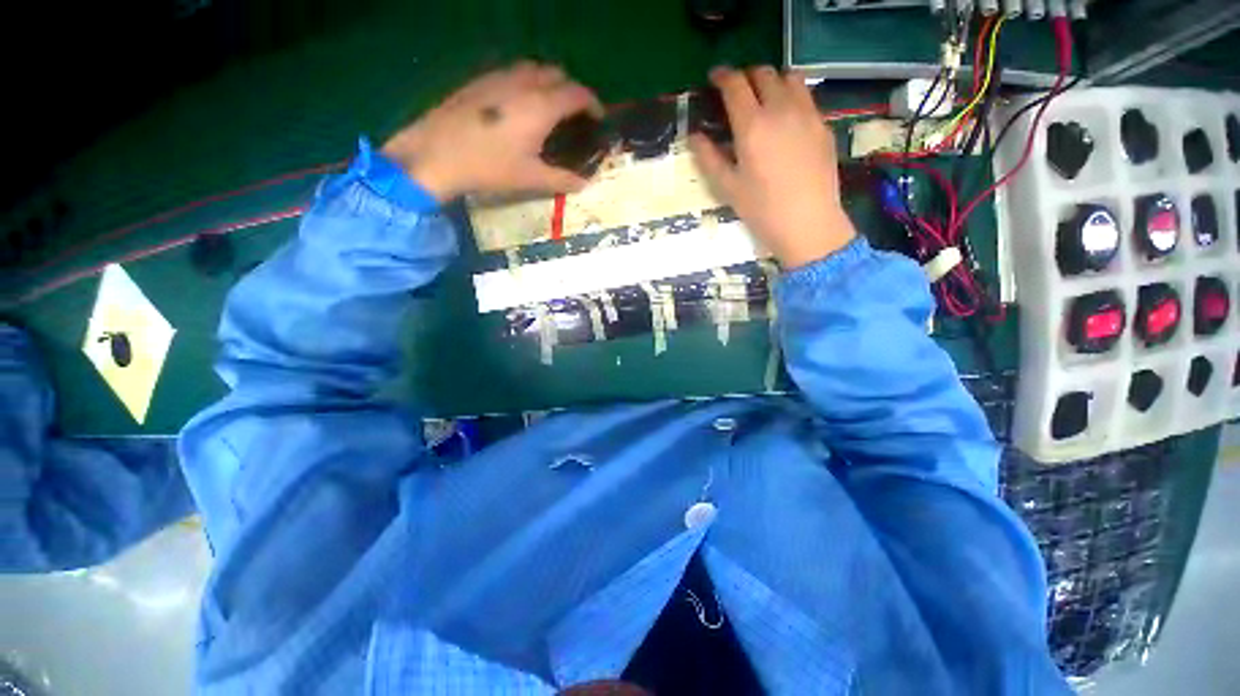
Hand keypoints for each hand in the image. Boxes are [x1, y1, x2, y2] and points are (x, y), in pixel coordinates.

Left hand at [382, 61, 602, 200]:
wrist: (437, 154)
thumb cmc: (490, 167)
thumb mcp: (531, 179)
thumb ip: (563, 180)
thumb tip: (584, 184)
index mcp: (541, 106)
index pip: (578, 94)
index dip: (594, 104)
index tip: (599, 119)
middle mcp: (524, 83)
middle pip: (558, 74)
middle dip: (572, 90)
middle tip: (574, 116)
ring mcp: (499, 77)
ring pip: (534, 68)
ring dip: (549, 82)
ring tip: (549, 108)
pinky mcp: (480, 80)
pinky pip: (513, 72)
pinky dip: (527, 82)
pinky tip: (519, 105)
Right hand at [689, 67, 855, 268]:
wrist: (808, 223)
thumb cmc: (762, 209)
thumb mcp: (728, 188)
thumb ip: (708, 158)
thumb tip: (694, 136)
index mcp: (752, 125)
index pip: (735, 85)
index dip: (722, 76)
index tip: (714, 77)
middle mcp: (781, 109)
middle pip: (763, 74)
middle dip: (746, 76)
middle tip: (737, 91)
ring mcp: (807, 114)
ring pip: (790, 77)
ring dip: (772, 80)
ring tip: (764, 98)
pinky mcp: (823, 125)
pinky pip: (806, 96)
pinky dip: (792, 96)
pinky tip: (786, 118)